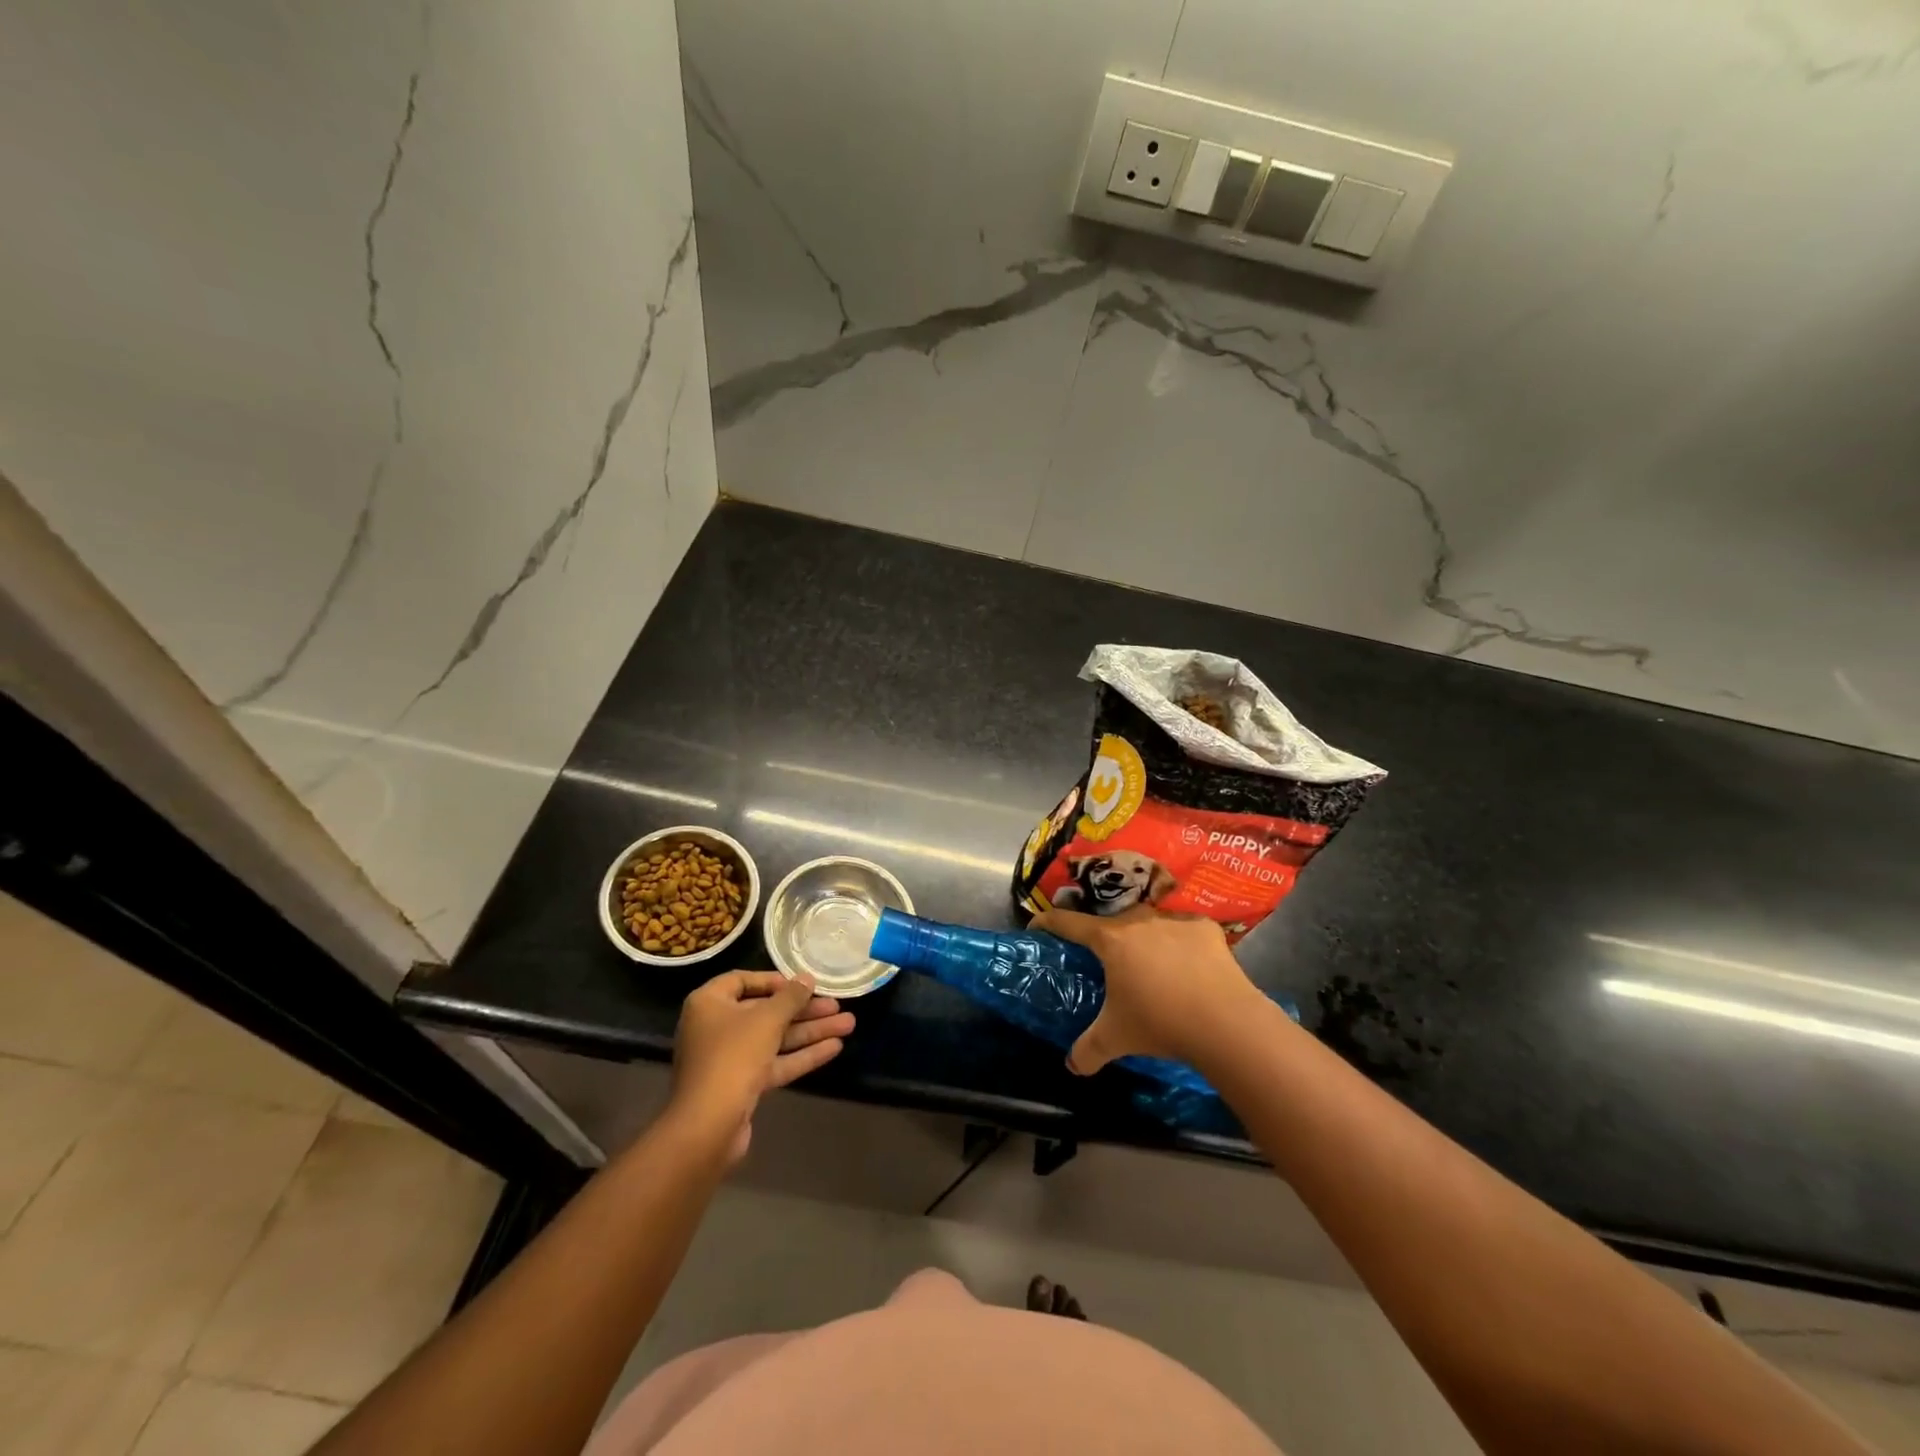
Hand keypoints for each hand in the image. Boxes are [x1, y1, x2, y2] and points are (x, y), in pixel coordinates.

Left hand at [670, 970, 854, 1161]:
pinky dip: (802, 1055)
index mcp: (709, 1004)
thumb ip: (791, 997)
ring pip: (775, 1039)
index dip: (774, 981)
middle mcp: (716, 1028)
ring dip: (810, 1032)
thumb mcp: (767, 1019)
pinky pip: (775, 1063)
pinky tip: (834, 1048)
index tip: (802, 984)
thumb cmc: (733, 1057)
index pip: (742, 980)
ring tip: (848, 1024)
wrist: (708, 1128)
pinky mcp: (742, 1086)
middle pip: (765, 1011)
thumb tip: (807, 978)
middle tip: (838, 1006)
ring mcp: (729, 1059)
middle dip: (804, 1010)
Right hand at [1031, 906, 1262, 1074]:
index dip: (1048, 923)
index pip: (1068, 923)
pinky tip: (1188, 967)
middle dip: (1105, 939)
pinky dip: (1181, 944)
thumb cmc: (1160, 1023)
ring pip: (1149, 924)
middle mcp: (1139, 920)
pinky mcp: (1205, 927)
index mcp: (1110, 940)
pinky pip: (1184, 931)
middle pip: (1111, 923)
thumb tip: (1072, 1066)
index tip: (1038, 927)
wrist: (1225, 1022)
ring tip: (1152, 967)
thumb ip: (1087, 1050)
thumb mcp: (1115, 1039)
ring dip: (1145, 941)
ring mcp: (1174, 920)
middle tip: (1106, 963)